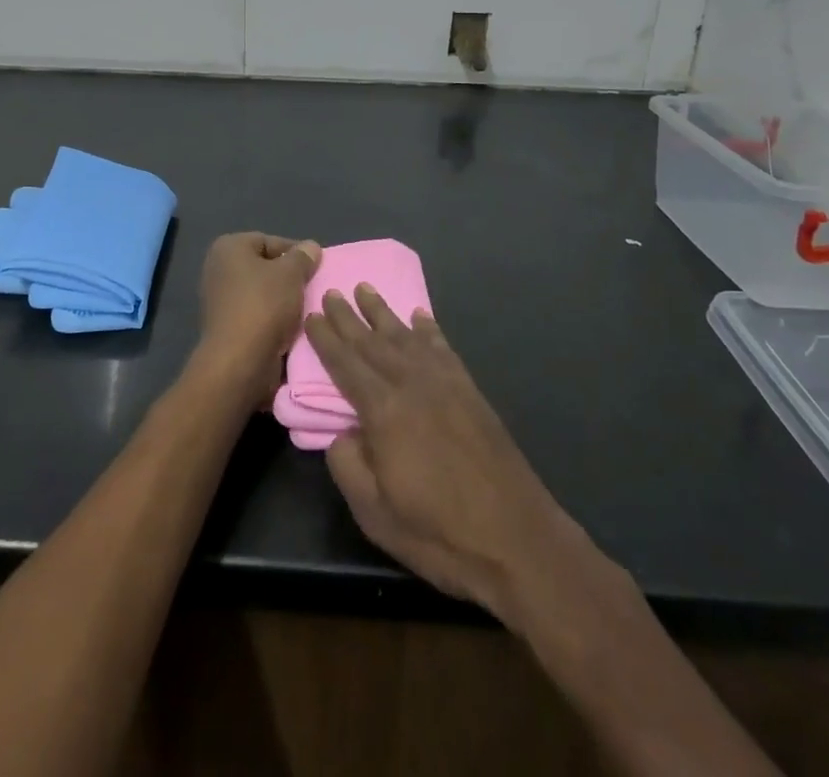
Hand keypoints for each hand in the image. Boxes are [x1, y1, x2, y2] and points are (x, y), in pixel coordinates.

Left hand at [193, 232, 320, 405]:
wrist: (239, 361)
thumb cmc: (264, 305)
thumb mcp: (291, 273)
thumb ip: (303, 257)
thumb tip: (310, 247)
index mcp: (228, 248)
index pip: (269, 241)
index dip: (295, 252)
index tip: (317, 267)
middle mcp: (218, 269)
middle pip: (265, 267)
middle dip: (290, 277)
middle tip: (314, 287)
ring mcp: (220, 299)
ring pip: (263, 293)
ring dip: (284, 301)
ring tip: (307, 309)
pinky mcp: (227, 326)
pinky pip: (257, 314)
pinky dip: (274, 319)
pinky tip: (293, 327)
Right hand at [305, 287, 592, 616]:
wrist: (517, 540)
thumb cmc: (439, 533)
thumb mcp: (374, 512)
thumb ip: (347, 464)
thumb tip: (342, 432)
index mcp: (383, 410)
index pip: (345, 364)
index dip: (326, 339)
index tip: (311, 315)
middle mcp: (412, 384)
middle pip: (372, 342)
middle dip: (348, 317)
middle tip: (330, 291)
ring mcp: (445, 383)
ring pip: (405, 336)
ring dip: (383, 312)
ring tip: (365, 289)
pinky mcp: (470, 391)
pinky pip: (442, 348)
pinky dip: (428, 329)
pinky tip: (419, 317)